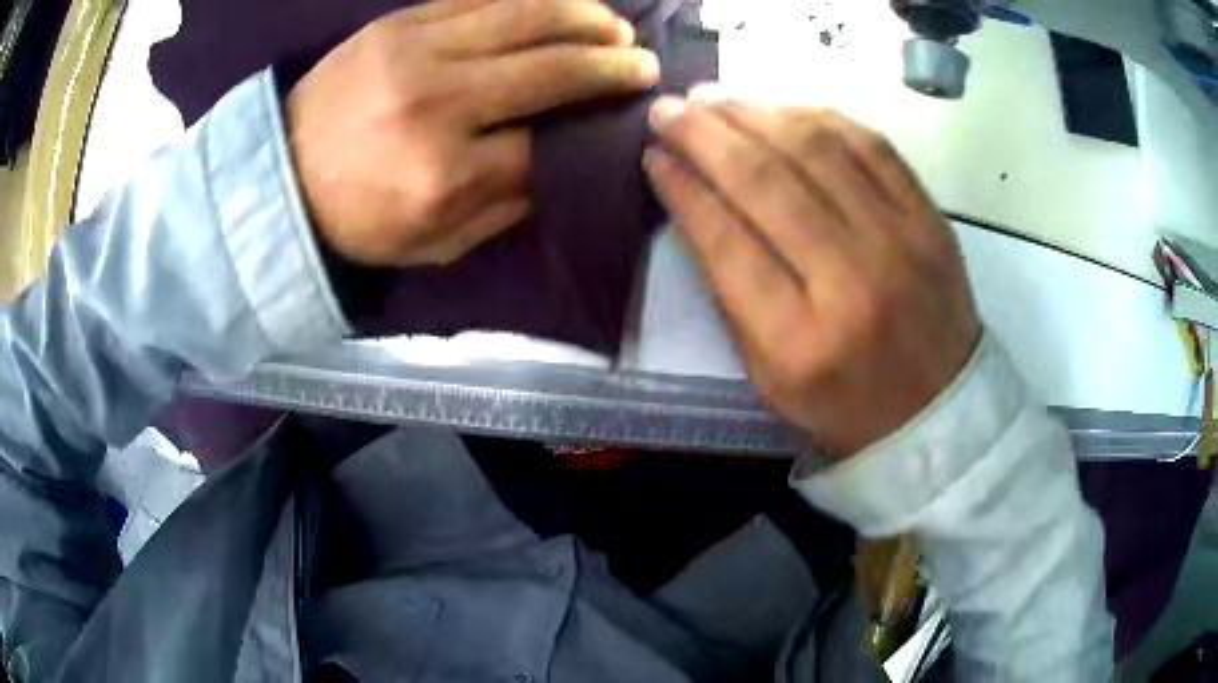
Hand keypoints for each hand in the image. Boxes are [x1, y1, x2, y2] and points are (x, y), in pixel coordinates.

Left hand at [286, 0, 658, 265]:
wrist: (280, 174)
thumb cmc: (355, 219)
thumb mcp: (431, 244)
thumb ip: (502, 208)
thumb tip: (559, 166)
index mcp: (445, 172)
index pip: (545, 143)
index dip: (594, 127)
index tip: (626, 117)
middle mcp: (439, 100)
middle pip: (550, 66)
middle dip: (609, 63)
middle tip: (642, 62)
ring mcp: (417, 49)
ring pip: (525, 15)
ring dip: (584, 16)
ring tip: (614, 26)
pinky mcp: (399, 22)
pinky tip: (559, 2)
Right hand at [644, 95, 980, 458]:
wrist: (939, 409)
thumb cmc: (846, 404)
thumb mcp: (769, 378)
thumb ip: (730, 296)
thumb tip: (695, 205)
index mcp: (800, 341)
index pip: (726, 242)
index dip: (682, 190)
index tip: (652, 155)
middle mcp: (852, 281)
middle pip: (765, 182)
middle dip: (704, 135)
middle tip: (667, 108)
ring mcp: (901, 241)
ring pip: (816, 149)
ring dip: (755, 113)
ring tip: (713, 97)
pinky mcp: (930, 218)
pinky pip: (871, 145)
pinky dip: (819, 117)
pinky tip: (781, 108)